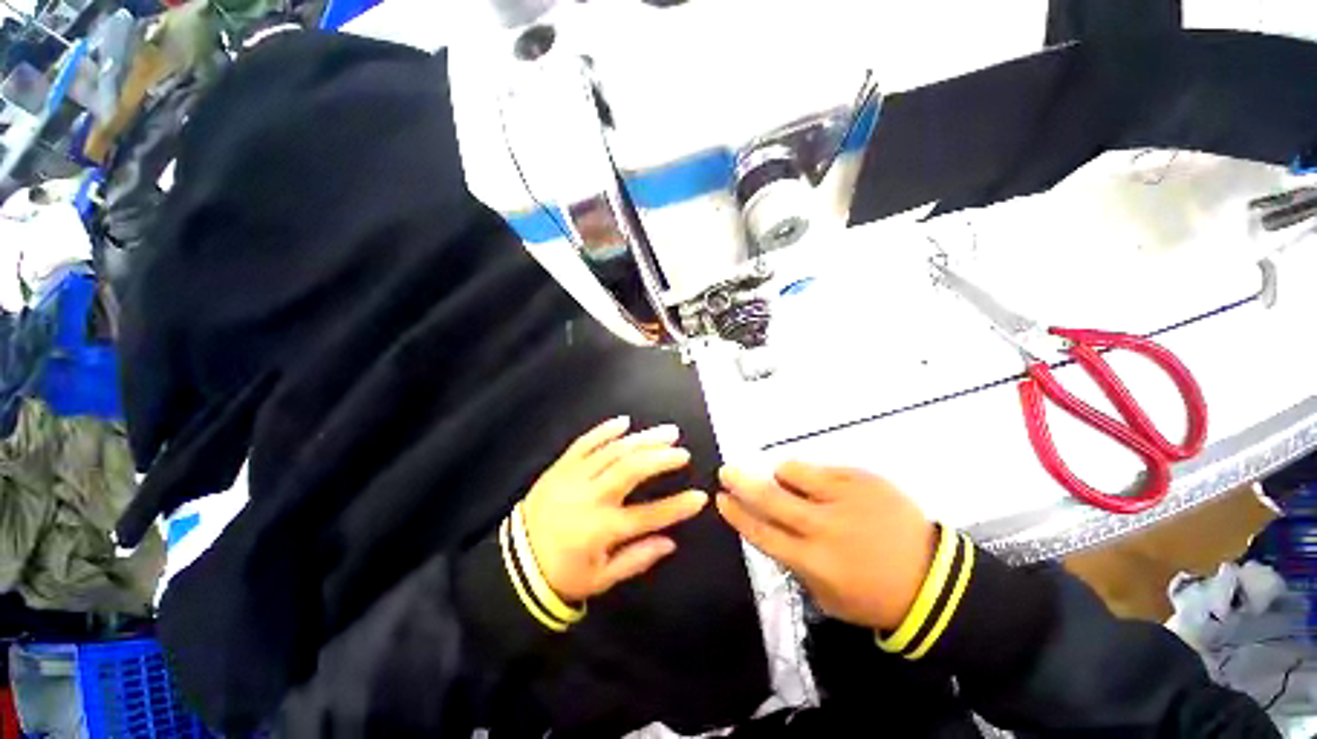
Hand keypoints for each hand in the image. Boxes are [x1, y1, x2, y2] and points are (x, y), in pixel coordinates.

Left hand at [521, 416, 708, 602]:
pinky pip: (584, 442)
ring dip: (643, 439)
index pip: (648, 516)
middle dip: (661, 458)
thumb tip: (670, 542)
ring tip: (666, 432)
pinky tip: (624, 422)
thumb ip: (637, 559)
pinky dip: (605, 430)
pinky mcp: (560, 467)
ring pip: (613, 451)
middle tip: (682, 451)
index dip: (678, 506)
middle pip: (631, 470)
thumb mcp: (601, 579)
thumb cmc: (562, 574)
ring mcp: (573, 478)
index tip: (701, 497)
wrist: (515, 562)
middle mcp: (590, 498)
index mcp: (601, 530)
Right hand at [716, 462, 935, 630]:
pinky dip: (811, 474)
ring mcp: (843, 498)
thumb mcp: (825, 596)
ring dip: (782, 476)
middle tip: (727, 471)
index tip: (721, 499)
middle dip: (741, 482)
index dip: (736, 514)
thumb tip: (770, 527)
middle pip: (768, 497)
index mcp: (813, 561)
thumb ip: (793, 563)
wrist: (932, 580)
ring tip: (791, 483)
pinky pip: (820, 467)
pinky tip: (825, 487)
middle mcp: (823, 527)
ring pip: (791, 472)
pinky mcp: (861, 479)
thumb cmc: (873, 594)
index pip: (760, 531)